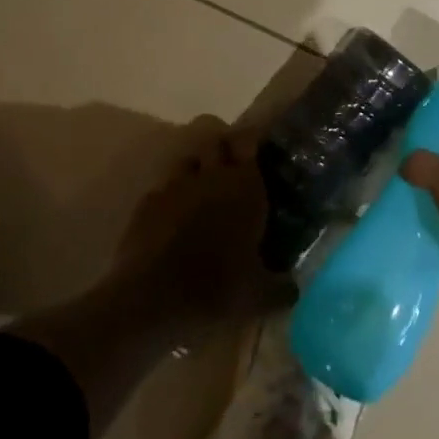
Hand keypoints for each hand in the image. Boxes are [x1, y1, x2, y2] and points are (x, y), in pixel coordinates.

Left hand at [112, 118, 291, 340]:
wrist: (150, 299)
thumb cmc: (215, 287)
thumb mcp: (259, 296)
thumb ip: (281, 288)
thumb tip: (293, 290)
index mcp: (243, 186)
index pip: (247, 140)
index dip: (250, 139)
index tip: (256, 146)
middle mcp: (209, 176)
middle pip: (214, 141)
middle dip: (223, 147)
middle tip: (232, 166)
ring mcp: (173, 187)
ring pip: (186, 160)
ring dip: (196, 168)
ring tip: (203, 189)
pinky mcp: (145, 204)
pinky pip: (162, 188)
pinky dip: (171, 197)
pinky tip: (174, 218)